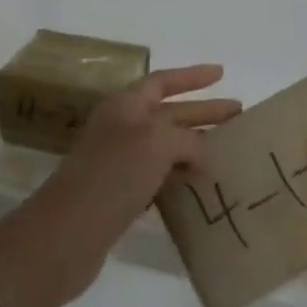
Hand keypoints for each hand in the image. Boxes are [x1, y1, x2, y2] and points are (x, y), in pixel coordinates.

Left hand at [9, 65, 241, 305]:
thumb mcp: (157, 143)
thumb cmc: (113, 175)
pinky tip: (201, 183)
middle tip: (238, 115)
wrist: (67, 234)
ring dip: (195, 145)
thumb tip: (204, 156)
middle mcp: (121, 128)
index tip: (221, 73)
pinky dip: (181, 175)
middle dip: (203, 112)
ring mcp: (119, 162)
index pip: (163, 81)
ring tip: (228, 151)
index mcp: (125, 106)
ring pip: (166, 146)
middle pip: (169, 113)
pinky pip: (159, 175)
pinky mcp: (120, 195)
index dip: (192, 76)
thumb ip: (187, 140)